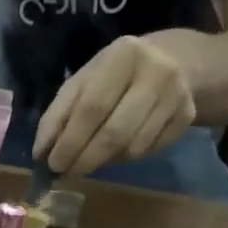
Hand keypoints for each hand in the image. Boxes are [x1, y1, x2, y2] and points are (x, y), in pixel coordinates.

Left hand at [35, 34, 196, 175]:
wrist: (172, 60)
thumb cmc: (113, 75)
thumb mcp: (82, 83)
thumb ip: (58, 115)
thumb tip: (40, 154)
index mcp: (123, 56)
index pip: (91, 107)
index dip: (70, 141)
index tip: (53, 164)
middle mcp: (156, 72)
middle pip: (114, 132)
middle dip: (85, 159)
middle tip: (67, 172)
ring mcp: (177, 95)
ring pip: (132, 147)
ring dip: (104, 162)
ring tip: (88, 160)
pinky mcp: (187, 116)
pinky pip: (149, 151)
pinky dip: (125, 159)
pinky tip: (116, 151)